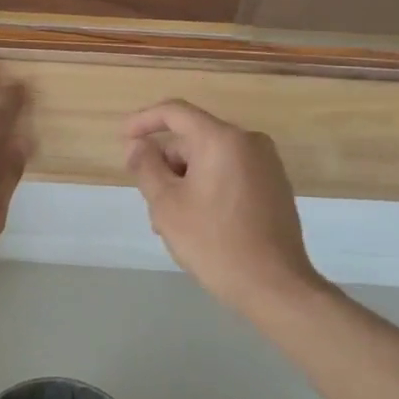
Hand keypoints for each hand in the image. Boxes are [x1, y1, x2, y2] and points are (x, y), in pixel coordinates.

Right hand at [124, 100, 319, 312]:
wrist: (275, 286)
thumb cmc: (214, 242)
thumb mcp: (167, 204)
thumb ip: (146, 167)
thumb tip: (137, 145)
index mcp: (222, 139)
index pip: (175, 112)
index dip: (144, 121)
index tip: (123, 138)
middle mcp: (249, 142)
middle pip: (193, 140)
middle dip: (166, 165)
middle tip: (150, 203)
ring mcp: (267, 165)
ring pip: (211, 160)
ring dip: (185, 182)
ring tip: (171, 223)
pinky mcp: (275, 187)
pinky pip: (230, 174)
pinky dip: (208, 188)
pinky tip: (198, 223)